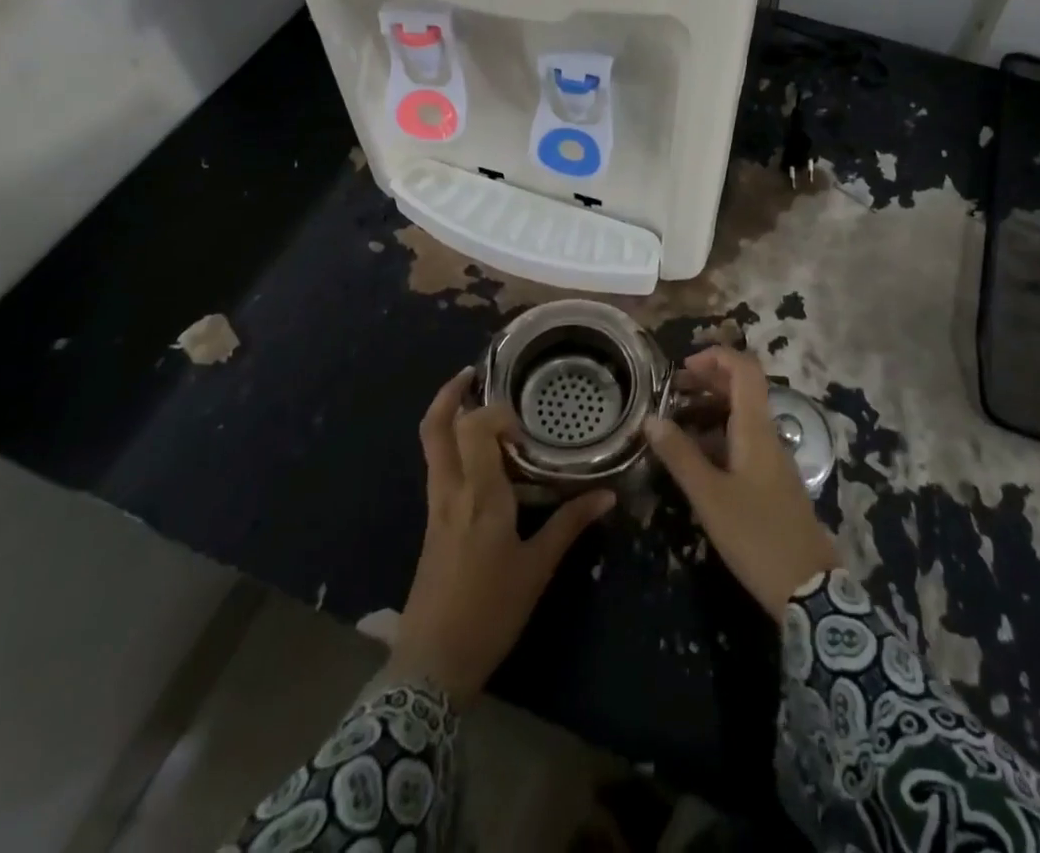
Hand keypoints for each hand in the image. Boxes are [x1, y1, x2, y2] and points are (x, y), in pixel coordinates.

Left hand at [390, 367, 613, 708]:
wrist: (432, 664)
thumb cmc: (490, 612)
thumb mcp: (537, 569)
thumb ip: (570, 525)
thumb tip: (607, 495)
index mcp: (479, 496)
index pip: (474, 428)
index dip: (496, 412)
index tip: (524, 424)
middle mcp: (451, 491)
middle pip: (435, 428)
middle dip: (449, 394)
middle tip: (474, 374)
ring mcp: (436, 506)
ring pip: (432, 447)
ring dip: (449, 418)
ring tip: (481, 407)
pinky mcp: (432, 522)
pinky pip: (439, 469)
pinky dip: (453, 448)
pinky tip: (481, 459)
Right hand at [645, 347, 839, 618]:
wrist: (808, 587)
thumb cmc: (756, 536)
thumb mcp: (710, 496)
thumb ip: (680, 456)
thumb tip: (651, 419)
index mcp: (756, 428)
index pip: (745, 369)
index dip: (716, 357)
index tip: (682, 367)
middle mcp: (767, 434)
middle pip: (742, 389)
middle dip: (707, 380)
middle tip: (670, 391)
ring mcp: (772, 458)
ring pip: (741, 416)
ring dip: (710, 408)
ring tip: (673, 420)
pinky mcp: (771, 481)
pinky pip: (743, 440)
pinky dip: (718, 435)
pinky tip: (694, 454)